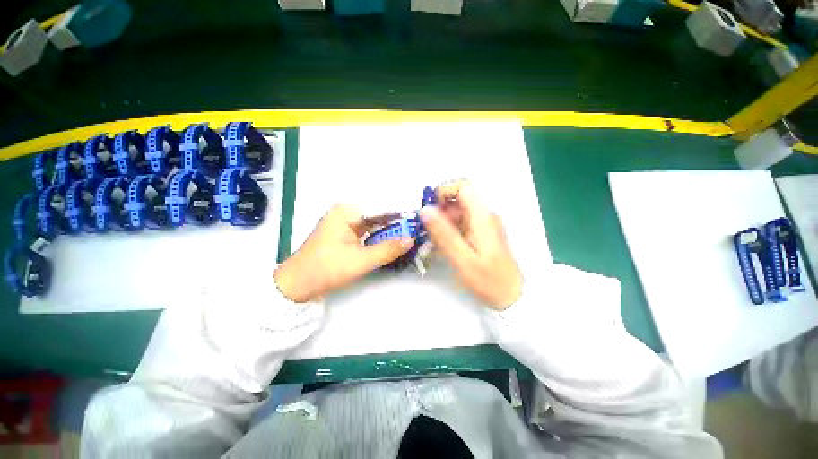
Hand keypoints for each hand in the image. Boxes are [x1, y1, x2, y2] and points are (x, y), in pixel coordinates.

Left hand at [274, 205, 414, 302]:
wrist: (296, 286)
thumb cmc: (326, 269)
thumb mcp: (360, 261)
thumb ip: (388, 249)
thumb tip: (412, 239)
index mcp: (347, 212)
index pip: (381, 208)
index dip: (401, 215)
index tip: (419, 220)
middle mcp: (346, 213)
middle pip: (378, 216)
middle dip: (397, 224)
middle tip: (418, 230)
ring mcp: (345, 223)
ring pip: (374, 225)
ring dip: (390, 232)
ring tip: (411, 235)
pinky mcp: (345, 234)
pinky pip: (368, 232)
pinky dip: (380, 238)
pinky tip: (394, 242)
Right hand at [420, 180, 521, 310]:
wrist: (513, 296)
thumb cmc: (489, 280)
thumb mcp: (462, 259)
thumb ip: (443, 233)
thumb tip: (425, 210)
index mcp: (482, 216)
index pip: (463, 186)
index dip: (444, 191)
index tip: (430, 209)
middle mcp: (484, 215)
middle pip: (458, 200)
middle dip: (439, 211)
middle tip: (427, 231)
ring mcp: (483, 224)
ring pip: (457, 212)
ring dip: (442, 223)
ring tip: (432, 242)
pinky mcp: (481, 233)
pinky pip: (461, 224)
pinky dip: (449, 230)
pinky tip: (442, 246)